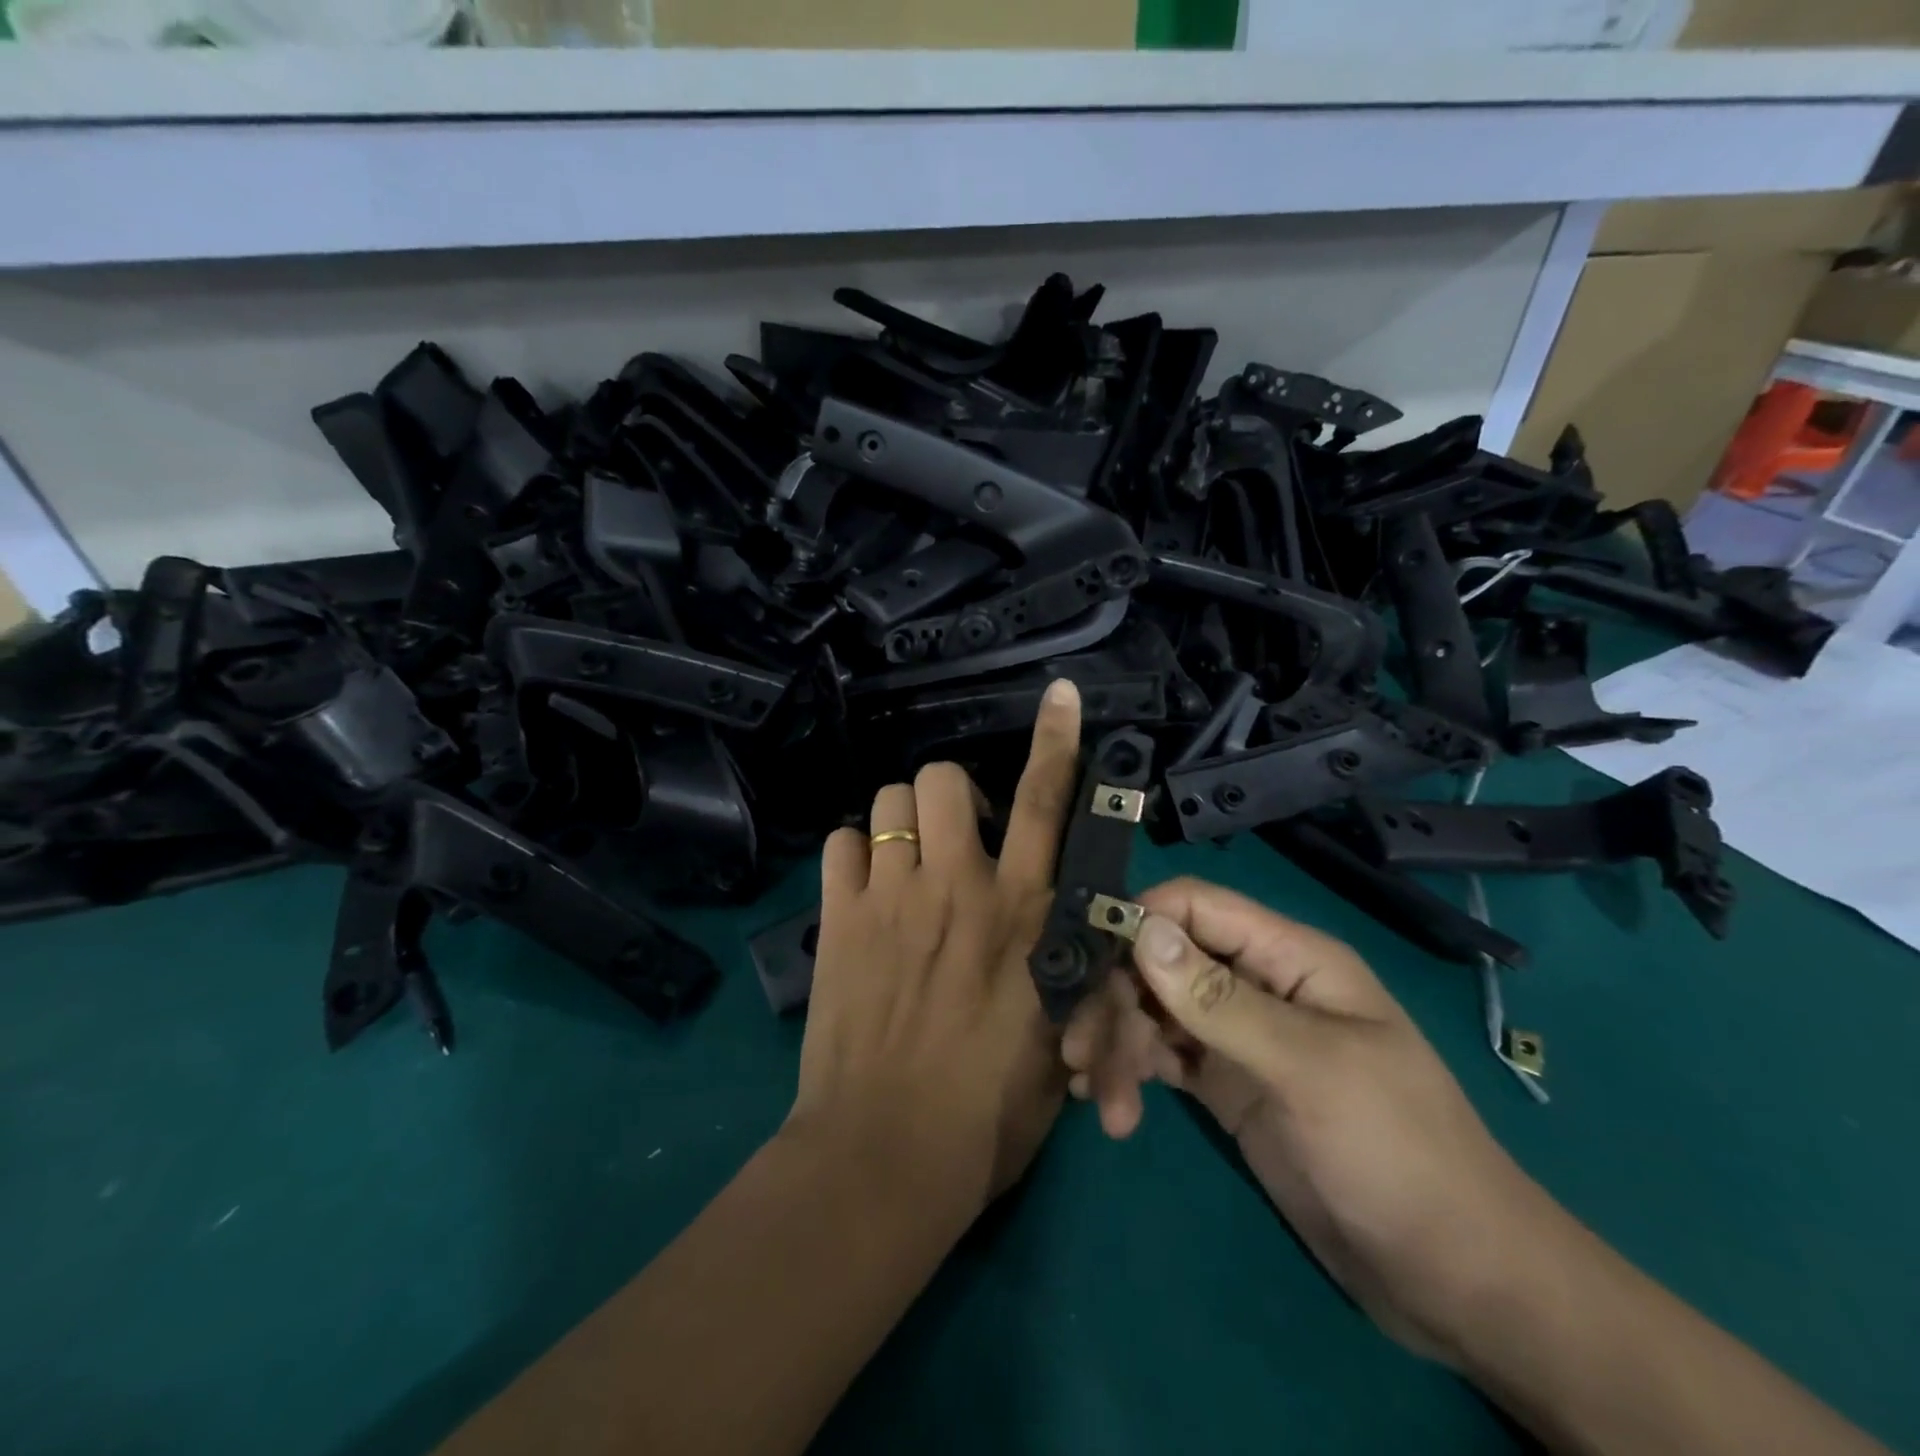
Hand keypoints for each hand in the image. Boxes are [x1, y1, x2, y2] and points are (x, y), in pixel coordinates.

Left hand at [787, 679, 1083, 1219]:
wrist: (885, 1157)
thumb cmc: (989, 1112)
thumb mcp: (1055, 1032)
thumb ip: (1060, 961)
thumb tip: (1058, 921)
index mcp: (1023, 912)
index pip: (1047, 803)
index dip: (1056, 741)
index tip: (1058, 696)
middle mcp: (958, 886)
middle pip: (943, 778)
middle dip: (950, 794)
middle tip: (954, 839)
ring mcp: (891, 897)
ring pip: (888, 801)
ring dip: (902, 822)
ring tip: (905, 864)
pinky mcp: (838, 919)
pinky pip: (840, 844)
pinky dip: (854, 857)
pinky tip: (864, 891)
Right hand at [1067, 876, 1562, 1367]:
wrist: (1453, 1279)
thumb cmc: (1396, 1152)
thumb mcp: (1307, 1070)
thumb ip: (1218, 1000)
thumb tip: (1139, 929)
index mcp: (1288, 958)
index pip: (1195, 907)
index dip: (1138, 921)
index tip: (1090, 963)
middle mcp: (1256, 984)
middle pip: (1162, 961)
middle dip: (1118, 1001)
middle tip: (1087, 1055)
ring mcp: (1238, 1037)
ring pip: (1153, 1011)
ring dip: (1119, 1044)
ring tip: (1103, 1100)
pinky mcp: (1225, 1085)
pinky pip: (1162, 1058)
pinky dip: (1131, 1071)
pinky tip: (1111, 1105)